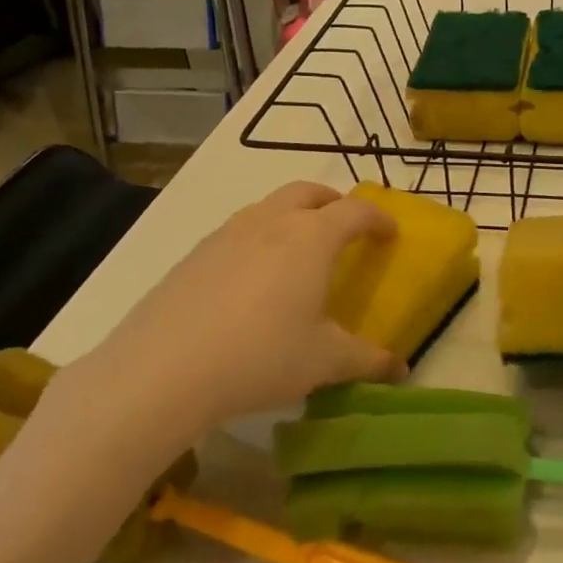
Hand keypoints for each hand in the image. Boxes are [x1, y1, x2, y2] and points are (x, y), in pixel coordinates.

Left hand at [35, 183, 397, 483]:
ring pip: (269, 207)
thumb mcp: (324, 362)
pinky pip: (238, 231)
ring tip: (298, 251)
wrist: (162, 370)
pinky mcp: (194, 255)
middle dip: (334, 202)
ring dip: (293, 216)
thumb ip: (367, 360)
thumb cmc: (261, 357)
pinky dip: (258, 238)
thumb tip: (400, 368)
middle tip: (346, 228)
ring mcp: (227, 234)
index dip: (378, 219)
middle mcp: (271, 222)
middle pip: (309, 192)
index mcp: (312, 237)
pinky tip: (252, 280)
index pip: (356, 211)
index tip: (391, 234)